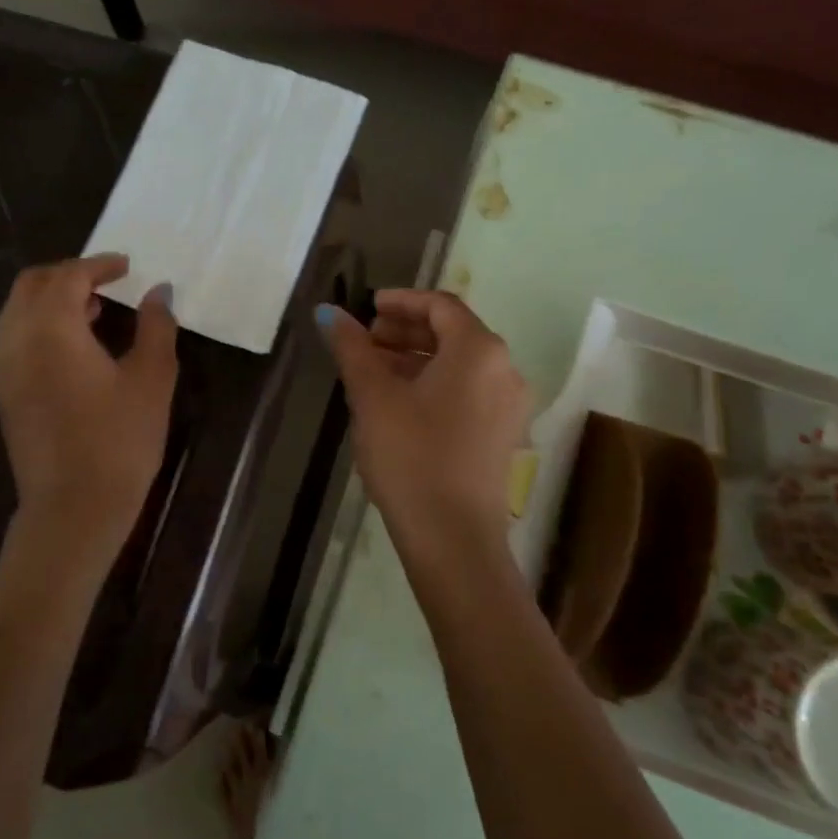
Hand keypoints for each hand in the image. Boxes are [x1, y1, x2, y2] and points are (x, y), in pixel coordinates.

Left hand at [0, 255, 177, 541]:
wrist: (74, 508)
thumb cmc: (120, 441)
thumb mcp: (151, 380)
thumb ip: (156, 327)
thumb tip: (159, 291)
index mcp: (52, 328)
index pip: (68, 276)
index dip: (99, 265)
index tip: (126, 266)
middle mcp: (16, 339)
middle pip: (32, 284)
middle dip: (67, 274)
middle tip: (106, 282)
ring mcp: (3, 368)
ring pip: (17, 311)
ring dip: (50, 299)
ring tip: (93, 311)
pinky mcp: (3, 393)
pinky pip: (14, 338)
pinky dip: (39, 325)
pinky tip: (72, 347)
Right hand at [318, 289, 530, 556]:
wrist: (453, 537)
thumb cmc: (411, 455)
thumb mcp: (373, 397)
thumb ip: (352, 348)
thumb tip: (328, 312)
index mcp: (479, 350)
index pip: (440, 305)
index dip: (401, 300)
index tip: (368, 307)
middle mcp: (505, 370)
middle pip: (453, 333)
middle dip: (406, 330)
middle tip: (366, 340)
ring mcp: (509, 406)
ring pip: (459, 365)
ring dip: (417, 359)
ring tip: (374, 372)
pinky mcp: (502, 436)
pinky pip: (467, 392)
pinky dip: (434, 385)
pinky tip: (399, 404)